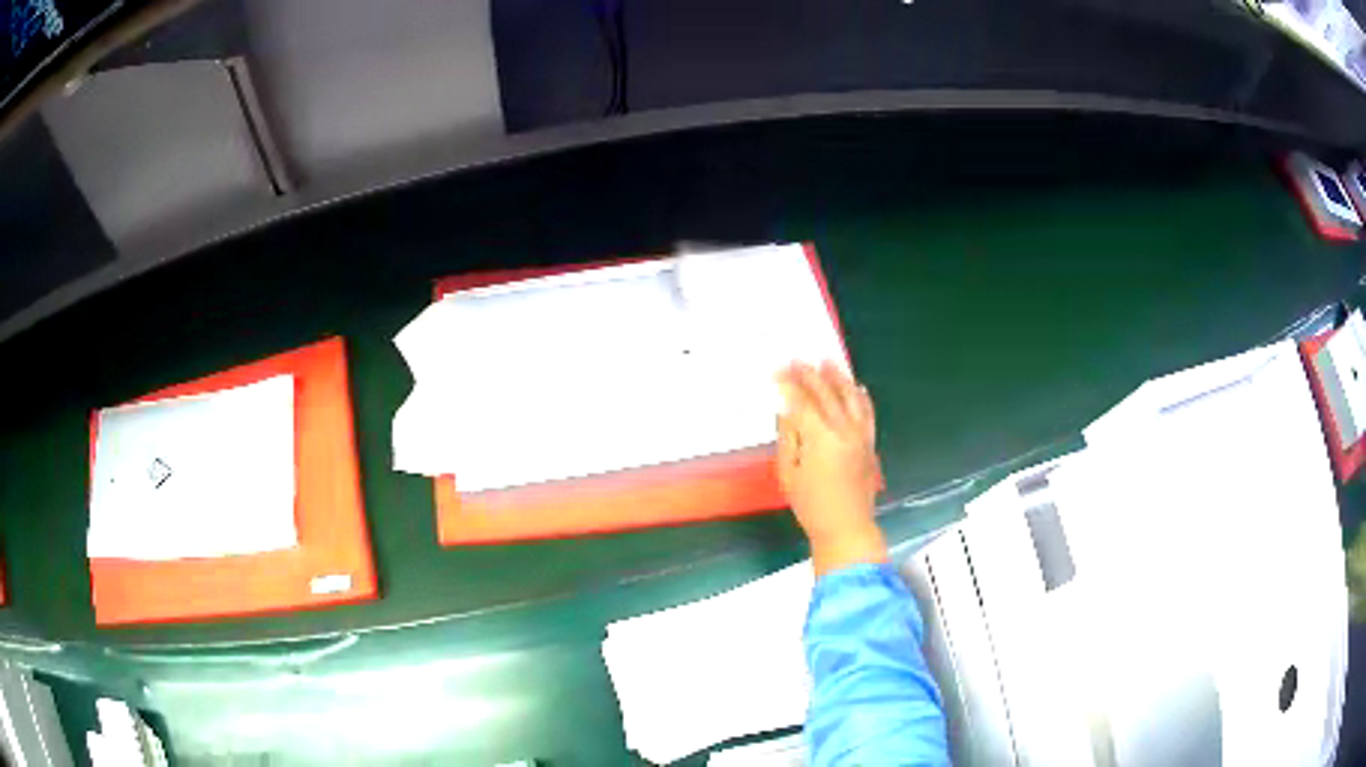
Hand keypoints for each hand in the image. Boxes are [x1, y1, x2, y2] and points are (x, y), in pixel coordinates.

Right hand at [776, 361, 886, 574]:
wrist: (847, 527)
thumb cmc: (810, 505)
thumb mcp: (788, 472)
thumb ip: (788, 437)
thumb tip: (786, 409)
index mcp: (819, 437)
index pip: (801, 401)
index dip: (788, 383)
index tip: (777, 370)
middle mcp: (843, 430)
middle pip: (826, 393)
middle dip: (810, 374)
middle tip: (797, 358)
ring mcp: (861, 435)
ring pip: (851, 397)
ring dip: (838, 377)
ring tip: (828, 360)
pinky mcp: (870, 442)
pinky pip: (868, 412)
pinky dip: (862, 396)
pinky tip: (857, 386)